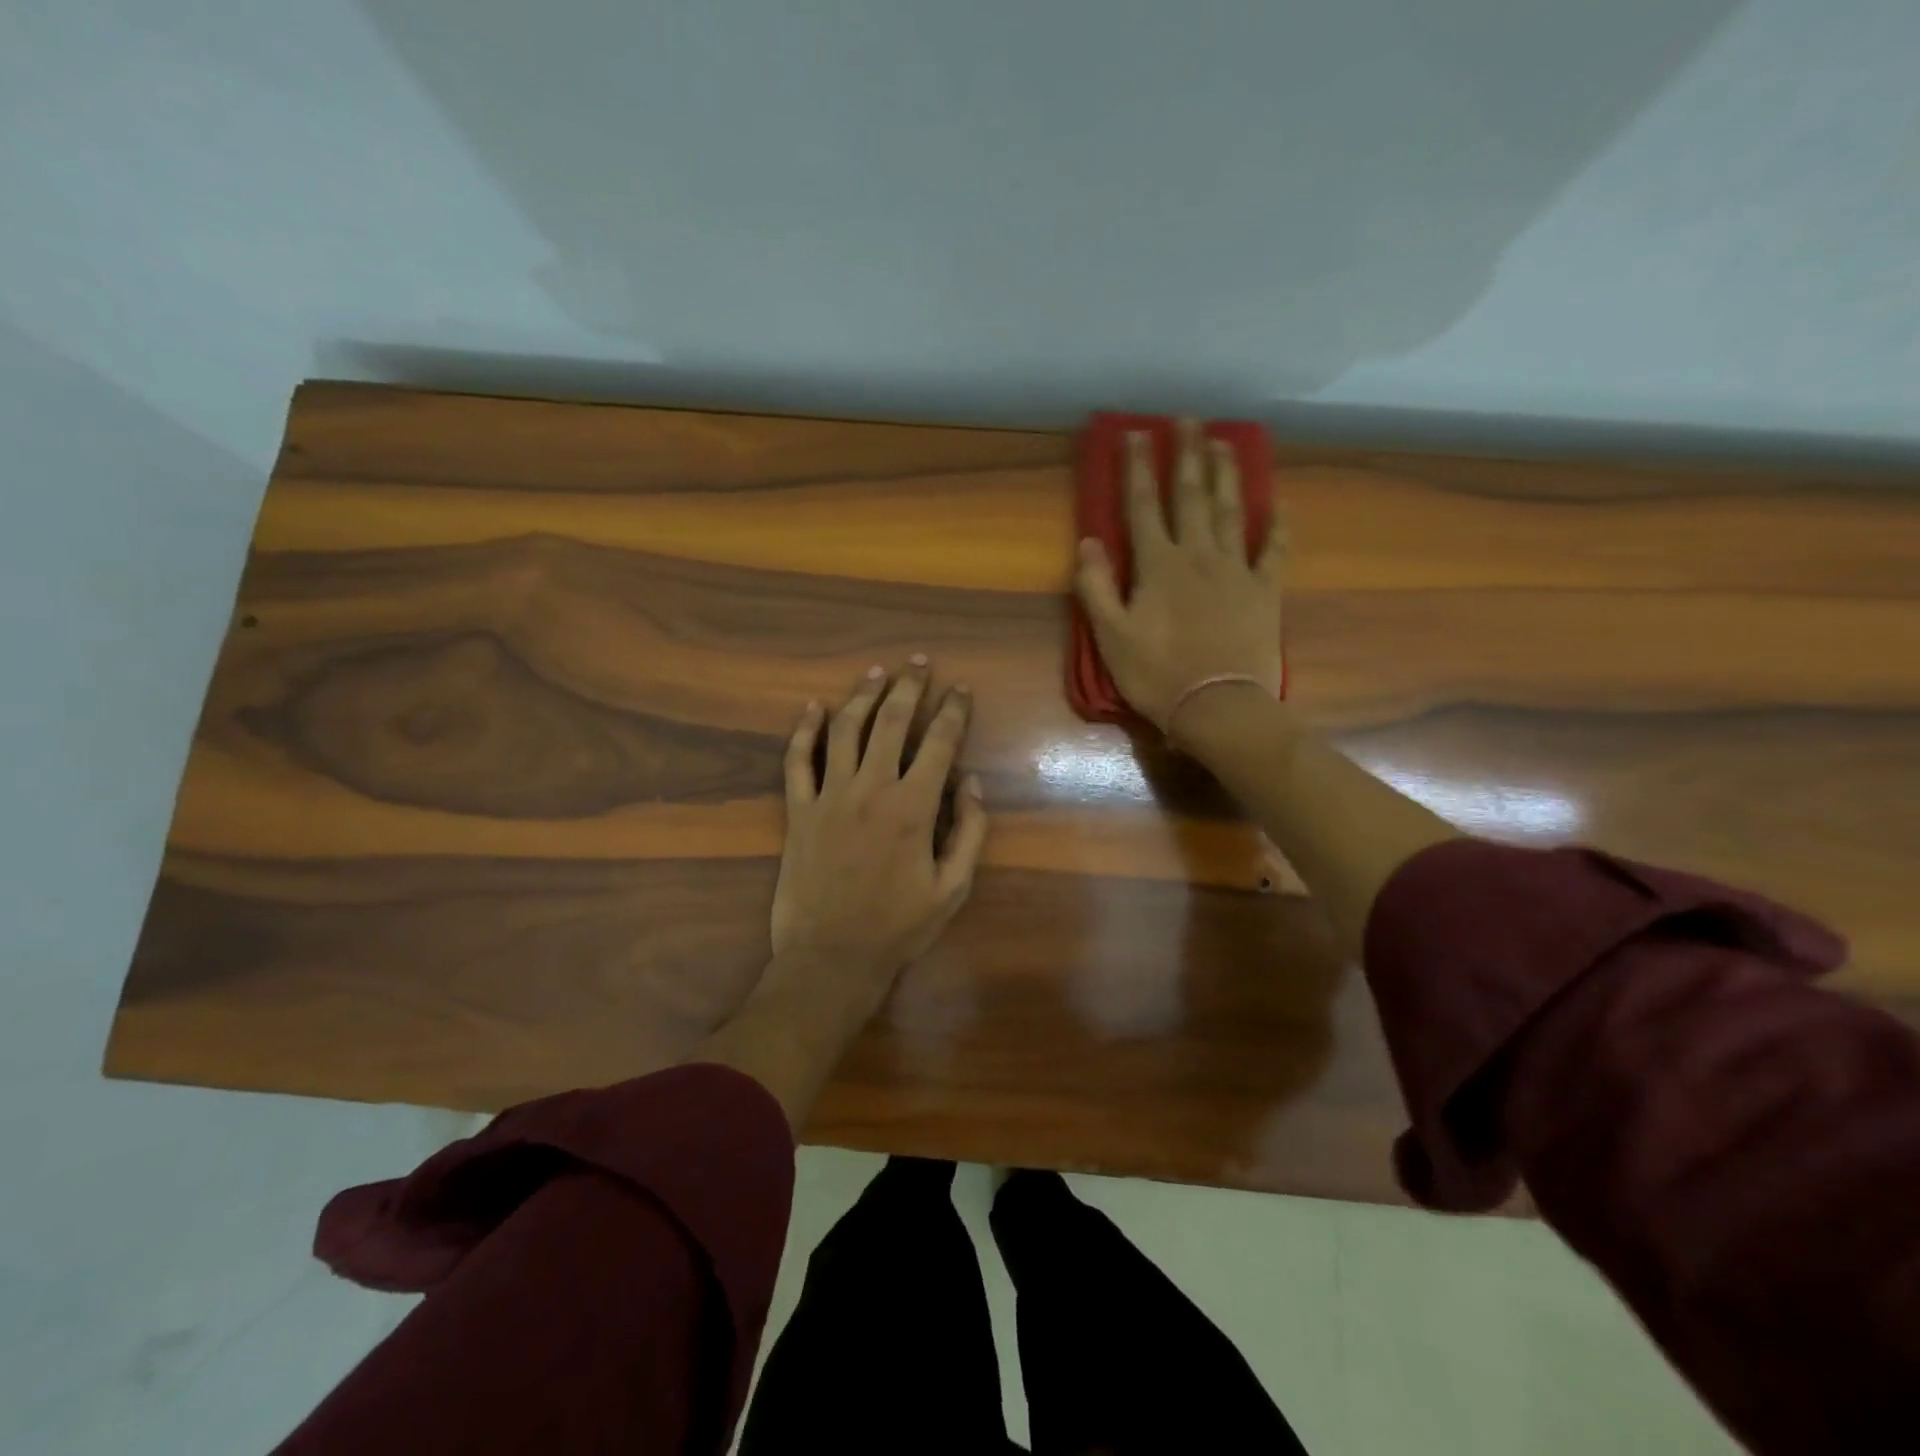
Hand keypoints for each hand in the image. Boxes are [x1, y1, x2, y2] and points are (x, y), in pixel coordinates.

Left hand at [766, 661, 988, 1024]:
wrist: (831, 957)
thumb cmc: (898, 927)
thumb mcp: (953, 888)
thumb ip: (970, 832)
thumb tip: (973, 782)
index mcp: (912, 807)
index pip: (938, 742)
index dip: (953, 711)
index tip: (961, 690)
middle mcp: (870, 789)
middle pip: (890, 722)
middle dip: (908, 687)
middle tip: (919, 663)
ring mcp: (828, 797)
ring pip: (845, 730)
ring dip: (862, 696)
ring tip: (876, 672)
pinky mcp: (798, 811)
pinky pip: (797, 761)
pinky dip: (804, 731)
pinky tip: (813, 708)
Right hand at [1074, 418, 1285, 735]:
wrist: (1218, 706)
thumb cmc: (1156, 674)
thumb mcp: (1111, 636)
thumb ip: (1096, 587)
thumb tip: (1088, 541)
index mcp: (1158, 566)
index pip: (1143, 506)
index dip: (1137, 468)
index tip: (1135, 433)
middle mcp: (1198, 556)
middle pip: (1191, 496)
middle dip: (1186, 455)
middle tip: (1187, 419)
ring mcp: (1236, 570)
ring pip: (1231, 511)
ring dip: (1226, 474)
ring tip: (1224, 442)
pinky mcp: (1264, 590)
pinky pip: (1273, 550)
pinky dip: (1277, 525)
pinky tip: (1278, 504)